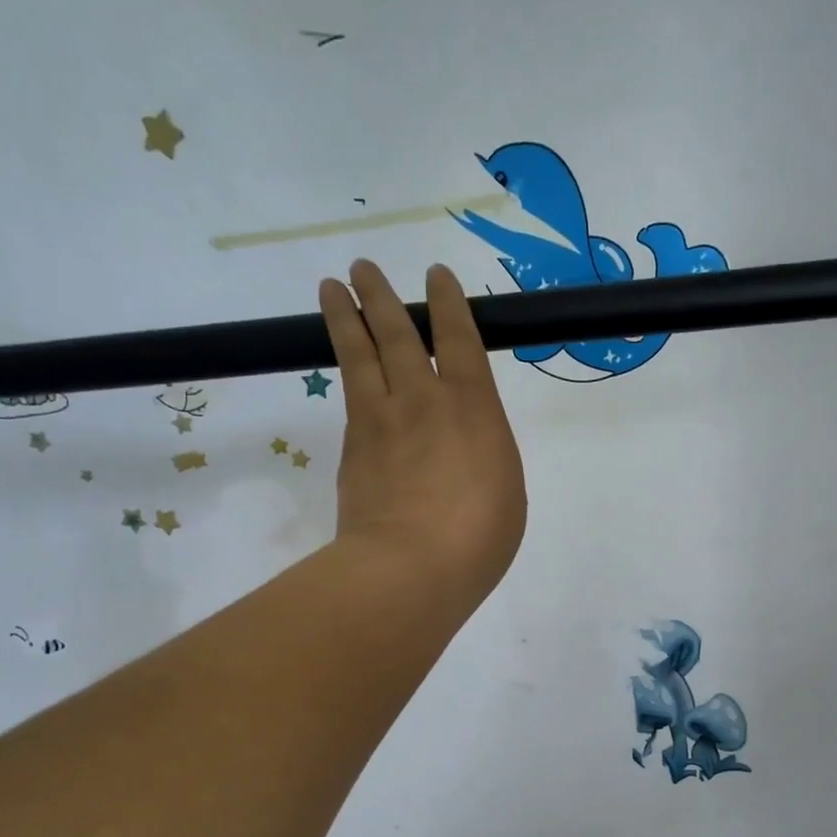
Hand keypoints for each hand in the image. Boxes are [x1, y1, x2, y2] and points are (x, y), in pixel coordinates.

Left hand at [318, 259, 527, 611]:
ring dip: (346, 318)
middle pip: (398, 334)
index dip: (448, 303)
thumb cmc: (479, 536)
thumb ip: (484, 453)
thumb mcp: (507, 490)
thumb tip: (462, 447)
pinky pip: (350, 397)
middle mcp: (423, 400)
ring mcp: (381, 421)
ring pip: (361, 355)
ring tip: (330, 288)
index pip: (459, 338)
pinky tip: (345, 367)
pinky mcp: (353, 449)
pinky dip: (347, 373)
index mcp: (473, 407)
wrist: (409, 568)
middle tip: (362, 268)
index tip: (436, 276)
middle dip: (381, 297)